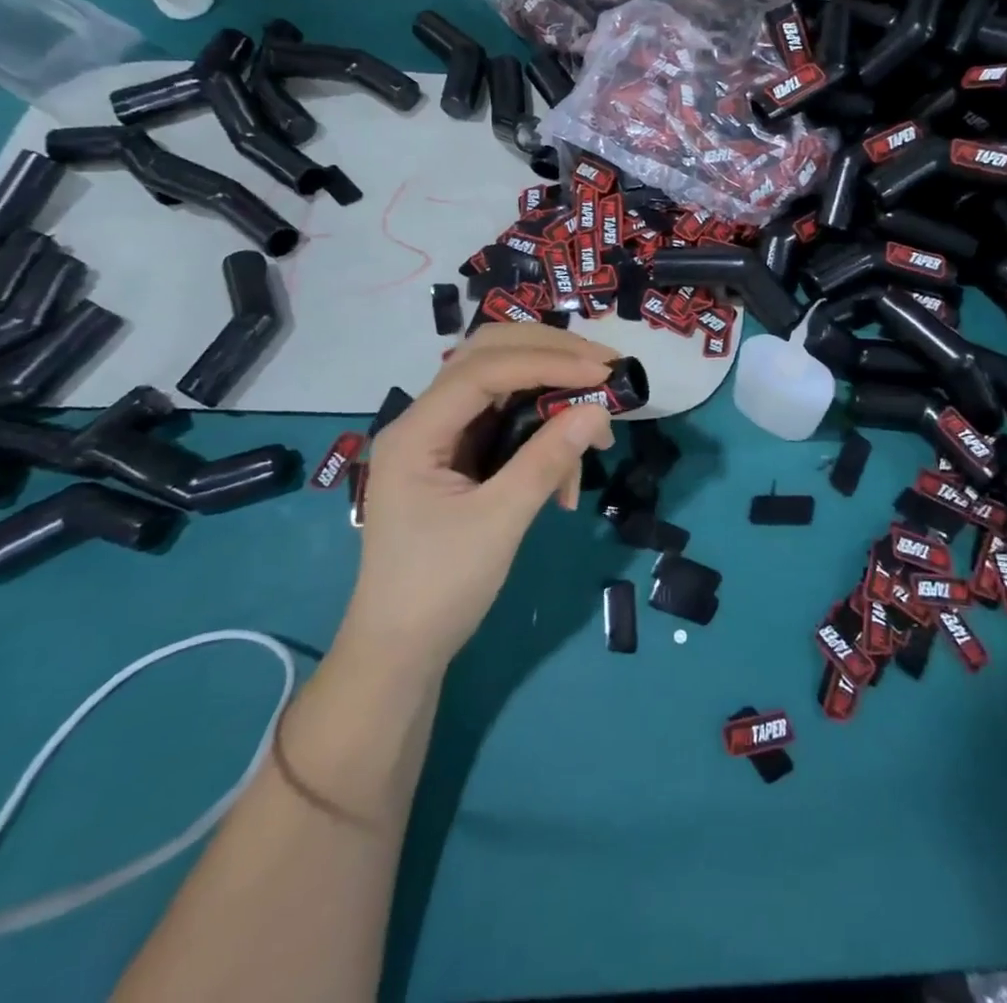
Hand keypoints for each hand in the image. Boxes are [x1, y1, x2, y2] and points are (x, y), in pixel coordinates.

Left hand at [339, 324, 617, 671]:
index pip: (484, 369)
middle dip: (550, 357)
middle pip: (490, 357)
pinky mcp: (460, 456)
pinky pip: (508, 421)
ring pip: (503, 385)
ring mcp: (443, 436)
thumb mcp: (499, 523)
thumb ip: (546, 460)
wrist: (400, 650)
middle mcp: (426, 420)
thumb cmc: (439, 588)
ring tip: (597, 431)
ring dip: (552, 395)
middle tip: (605, 369)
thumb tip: (599, 409)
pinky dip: (544, 432)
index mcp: (417, 431)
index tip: (603, 372)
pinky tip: (568, 471)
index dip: (547, 362)